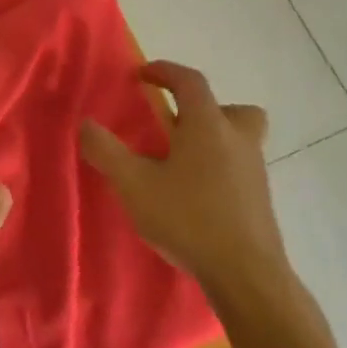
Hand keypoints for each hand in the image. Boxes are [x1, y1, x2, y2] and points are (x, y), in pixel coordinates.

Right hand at [79, 62, 286, 292]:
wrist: (247, 276)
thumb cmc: (188, 219)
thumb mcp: (133, 184)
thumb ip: (106, 151)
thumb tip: (86, 124)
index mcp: (208, 126)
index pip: (190, 81)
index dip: (165, 71)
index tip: (142, 75)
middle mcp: (237, 141)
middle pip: (232, 109)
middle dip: (205, 108)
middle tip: (178, 124)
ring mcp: (255, 172)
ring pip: (240, 139)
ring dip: (213, 140)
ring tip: (181, 162)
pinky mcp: (260, 201)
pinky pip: (240, 168)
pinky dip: (220, 169)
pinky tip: (195, 194)